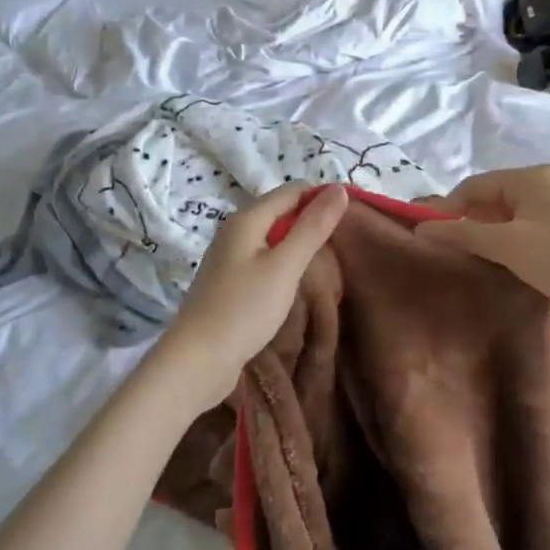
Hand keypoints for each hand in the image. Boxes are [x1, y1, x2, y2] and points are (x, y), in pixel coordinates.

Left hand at [157, 183, 348, 403]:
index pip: (293, 191)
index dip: (322, 199)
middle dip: (312, 222)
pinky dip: (284, 263)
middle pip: (281, 212)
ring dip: (299, 245)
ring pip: (273, 237)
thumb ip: (313, 227)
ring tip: (326, 264)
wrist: (197, 360)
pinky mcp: (229, 281)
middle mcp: (235, 230)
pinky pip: (264, 259)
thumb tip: (339, 189)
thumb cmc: (244, 309)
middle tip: (342, 245)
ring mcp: (229, 257)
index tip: (351, 220)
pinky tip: (296, 282)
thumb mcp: (285, 266)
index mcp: (247, 219)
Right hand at [415, 166, 549, 329]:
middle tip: (449, 251)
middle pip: (490, 199)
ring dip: (487, 235)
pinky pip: (523, 228)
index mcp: (530, 178)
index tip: (429, 236)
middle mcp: (543, 184)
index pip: (474, 186)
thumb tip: (420, 228)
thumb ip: (461, 234)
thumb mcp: (506, 245)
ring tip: (470, 259)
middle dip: (468, 222)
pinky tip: (499, 263)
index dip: (448, 208)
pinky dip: (507, 242)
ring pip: (506, 216)